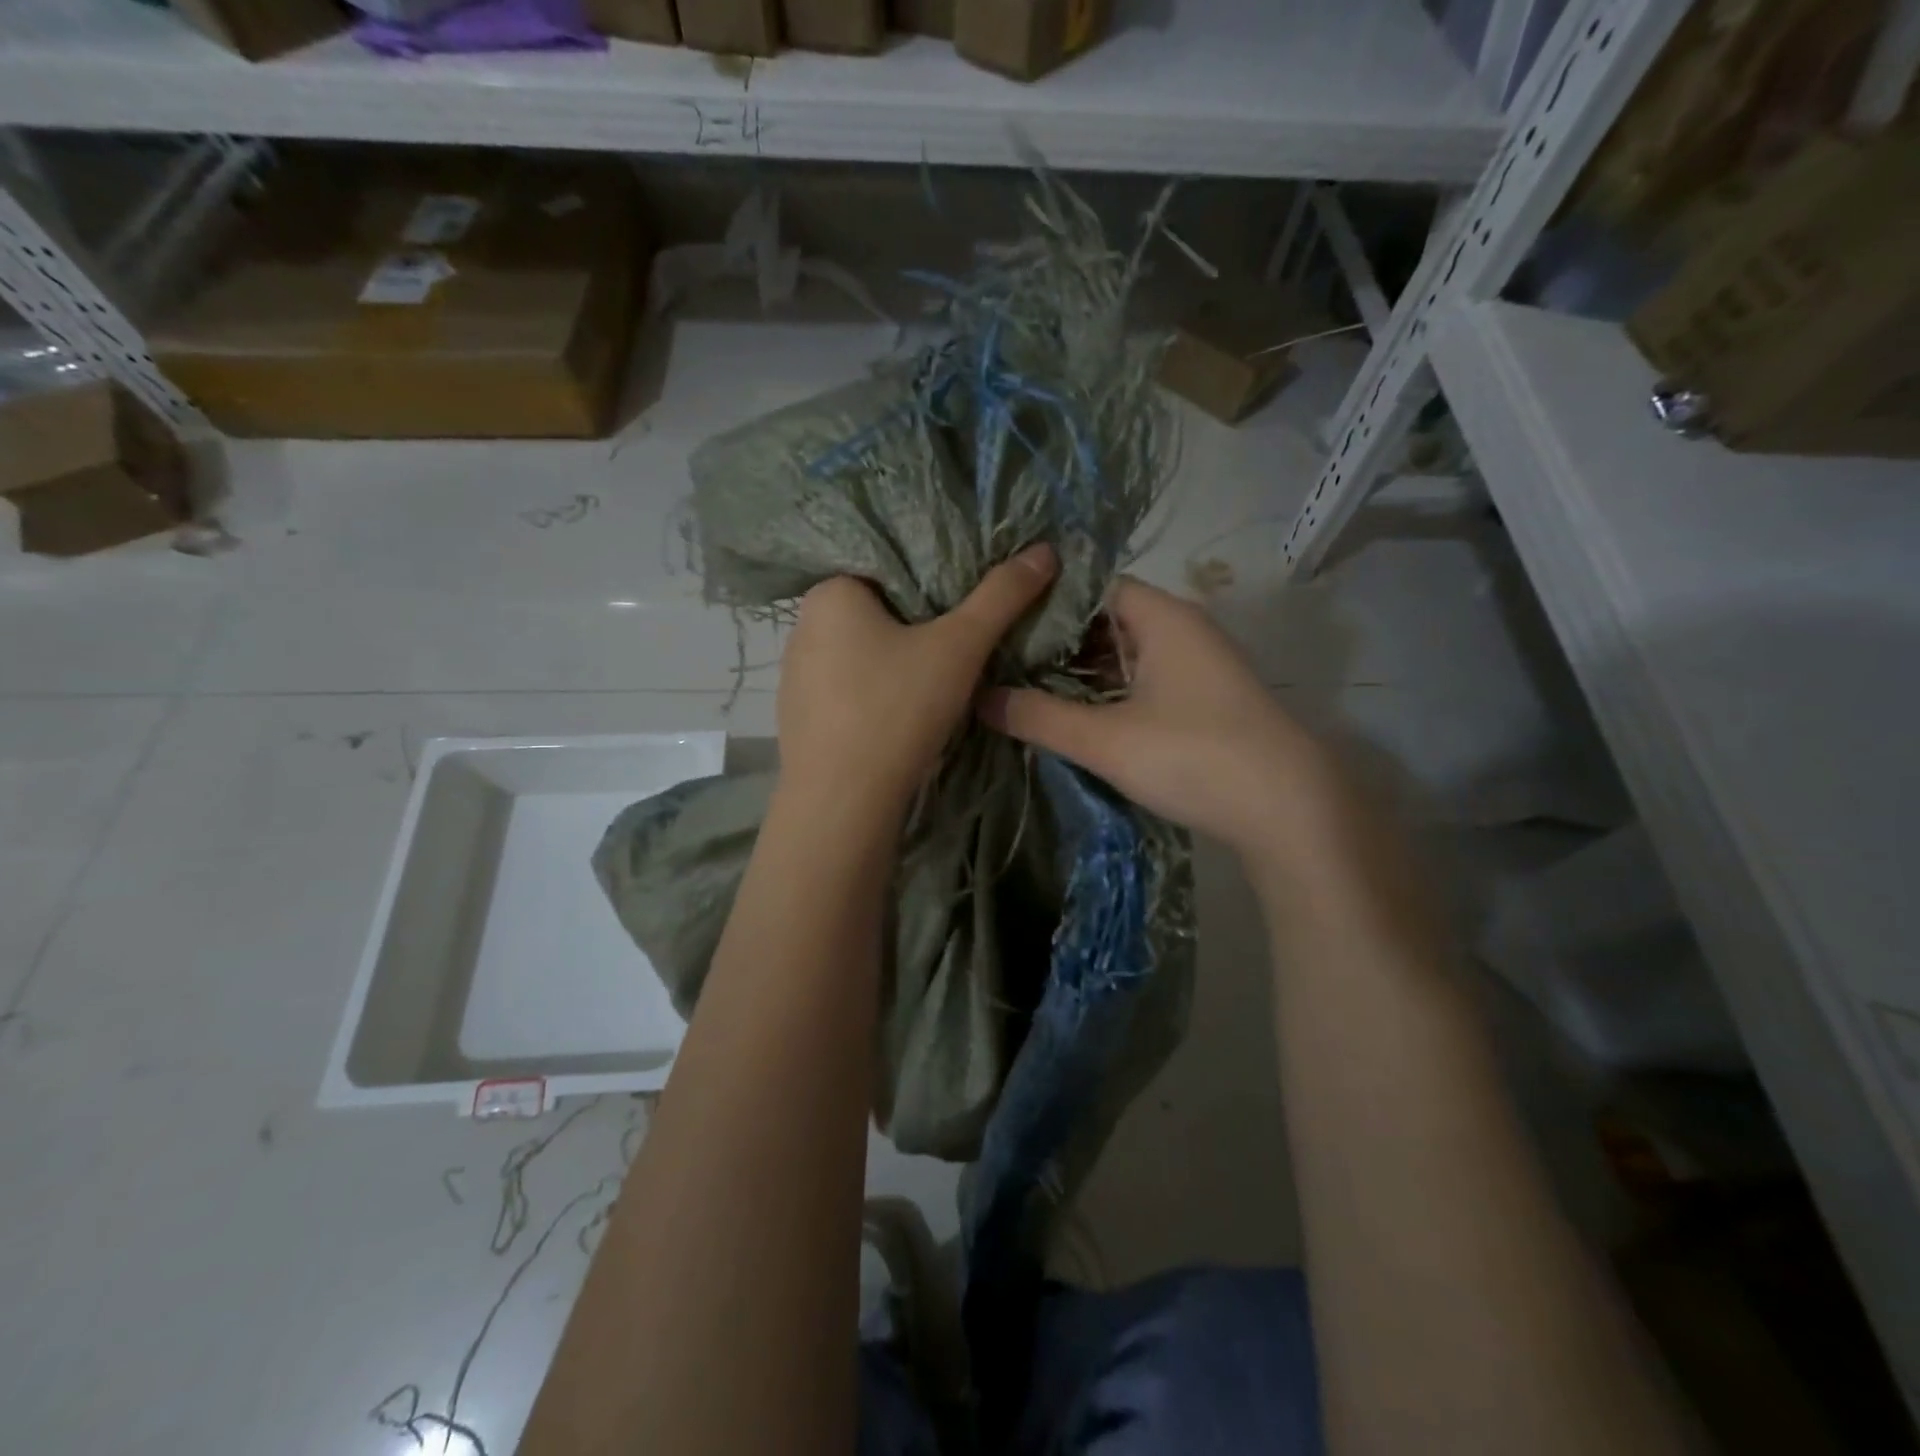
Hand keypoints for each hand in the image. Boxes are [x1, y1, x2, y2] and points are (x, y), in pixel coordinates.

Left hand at [777, 543, 1057, 823]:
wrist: (843, 803)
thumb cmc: (897, 709)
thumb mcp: (959, 647)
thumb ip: (1002, 596)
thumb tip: (1044, 551)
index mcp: (830, 592)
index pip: (890, 567)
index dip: (935, 582)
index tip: (967, 606)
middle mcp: (802, 625)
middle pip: (877, 611)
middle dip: (917, 625)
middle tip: (960, 646)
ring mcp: (794, 674)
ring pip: (860, 653)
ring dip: (895, 662)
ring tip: (934, 685)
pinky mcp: (797, 715)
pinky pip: (845, 689)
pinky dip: (873, 694)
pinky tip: (898, 716)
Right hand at [979, 577, 1333, 856]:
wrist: (1289, 809)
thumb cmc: (1193, 755)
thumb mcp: (1104, 739)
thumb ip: (1039, 716)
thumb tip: (980, 697)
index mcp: (1162, 617)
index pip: (1094, 586)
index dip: (1048, 602)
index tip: (1003, 625)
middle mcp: (1183, 630)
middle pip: (1109, 620)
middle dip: (1059, 642)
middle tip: (1005, 663)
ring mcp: (1199, 666)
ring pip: (1128, 654)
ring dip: (1085, 673)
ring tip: (1030, 690)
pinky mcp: (1206, 701)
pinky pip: (1146, 681)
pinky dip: (1112, 693)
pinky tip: (1080, 717)